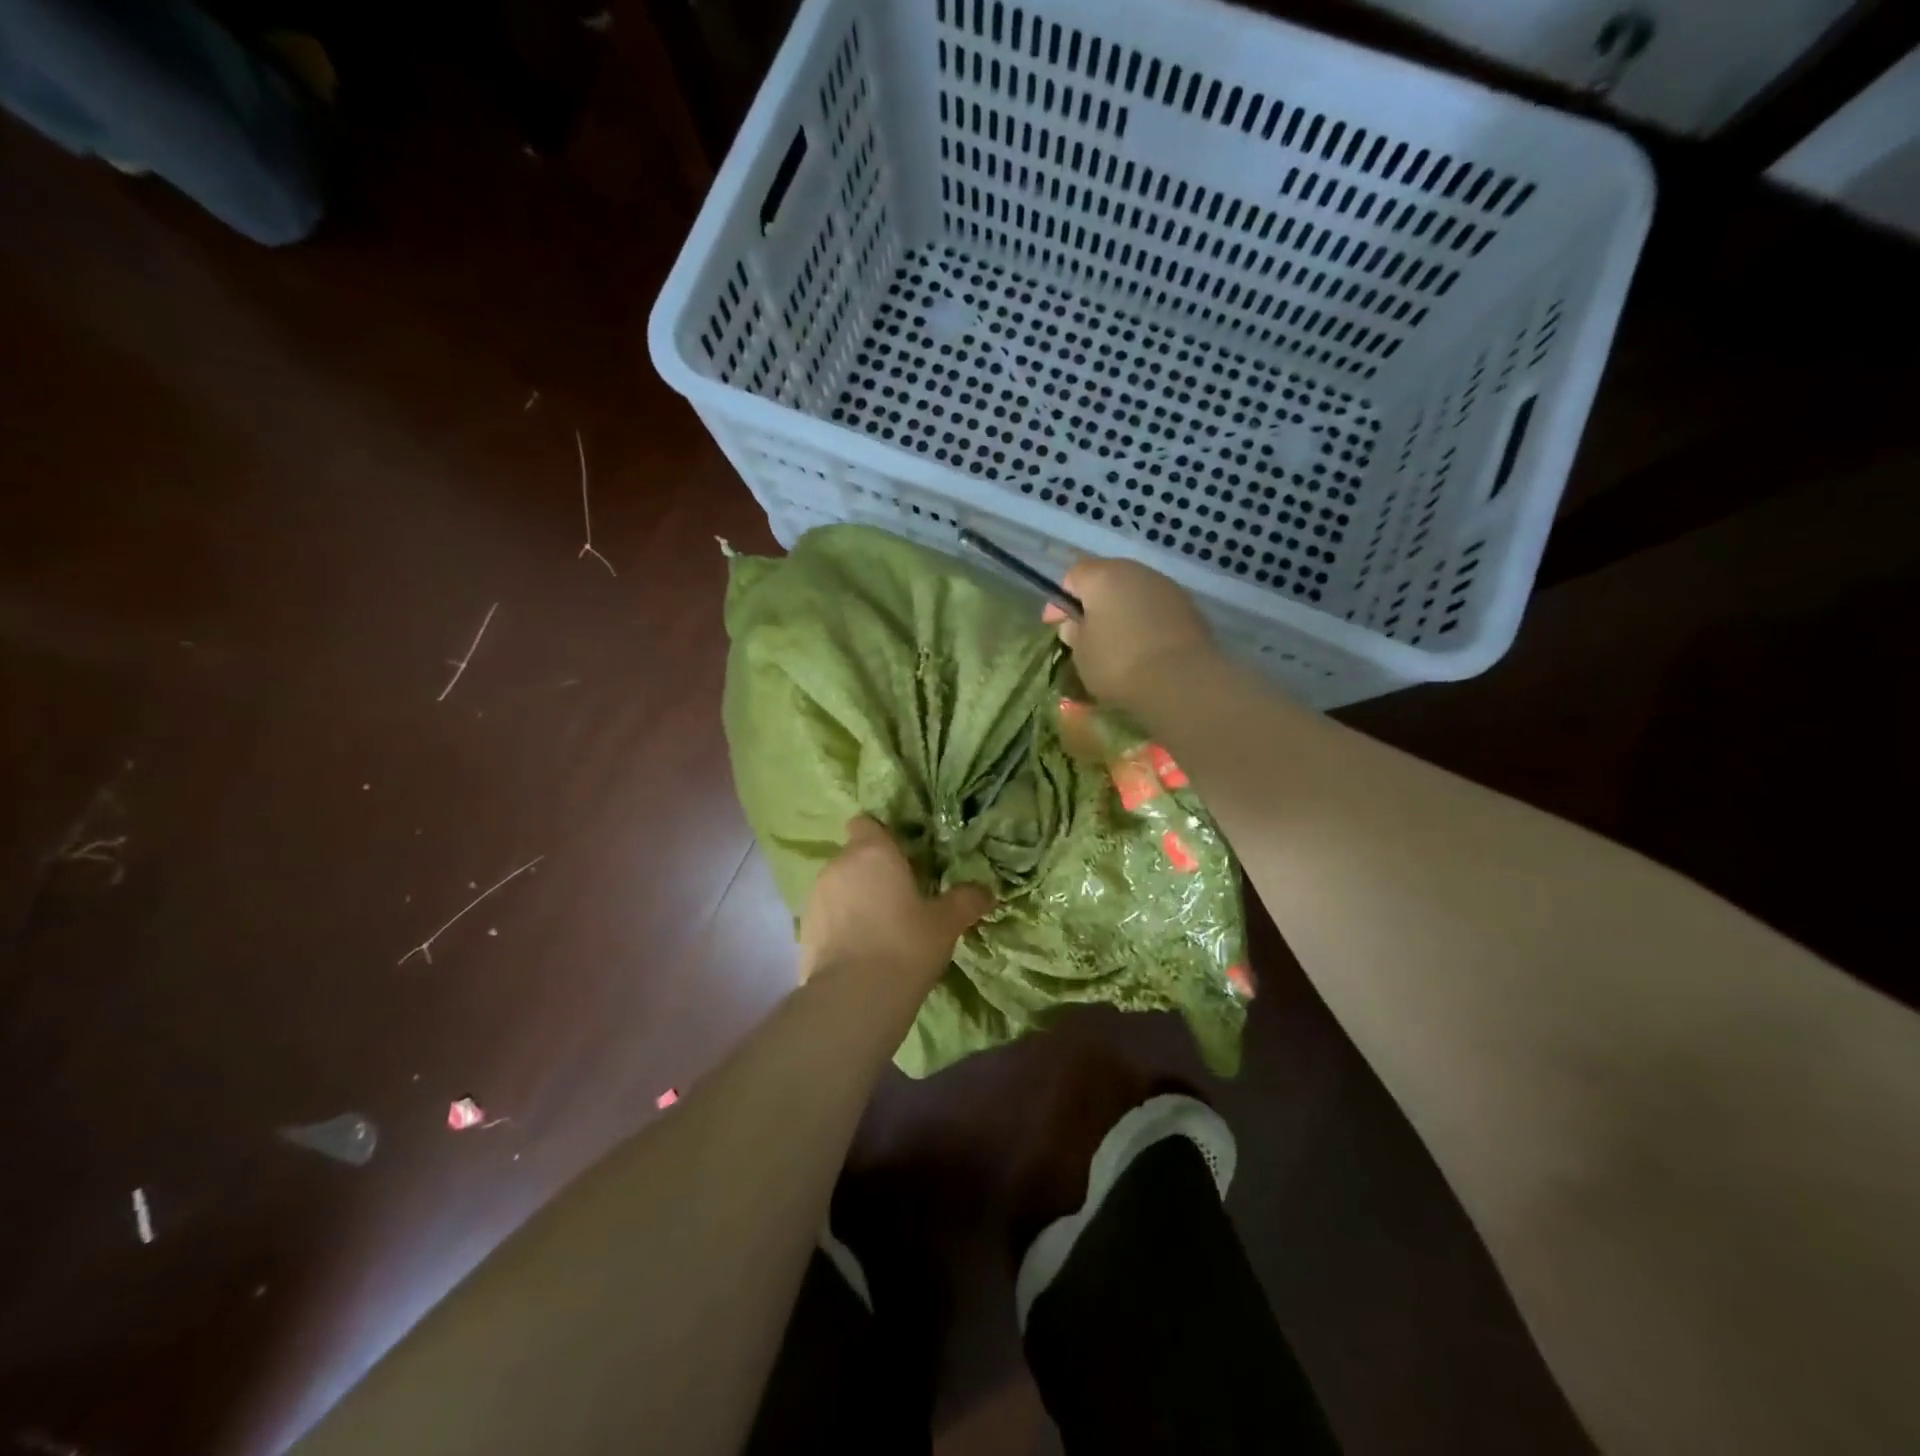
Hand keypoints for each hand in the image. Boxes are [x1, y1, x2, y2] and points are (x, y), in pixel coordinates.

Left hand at [798, 817, 993, 989]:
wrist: (854, 997)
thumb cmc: (906, 945)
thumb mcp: (945, 923)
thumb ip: (965, 900)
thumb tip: (986, 891)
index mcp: (873, 852)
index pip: (866, 824)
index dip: (880, 836)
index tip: (900, 857)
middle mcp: (839, 865)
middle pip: (855, 857)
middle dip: (873, 872)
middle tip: (901, 898)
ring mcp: (816, 897)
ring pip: (839, 886)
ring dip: (855, 899)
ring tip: (880, 928)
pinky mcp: (803, 929)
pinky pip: (827, 916)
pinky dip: (841, 925)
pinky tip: (860, 951)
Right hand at [1044, 557, 1214, 708]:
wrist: (1182, 681)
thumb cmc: (1119, 664)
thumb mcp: (1082, 654)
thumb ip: (1074, 633)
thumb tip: (1076, 623)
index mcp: (1102, 576)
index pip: (1073, 575)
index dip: (1060, 599)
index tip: (1054, 624)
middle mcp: (1136, 571)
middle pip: (1106, 579)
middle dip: (1093, 602)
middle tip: (1085, 632)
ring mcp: (1167, 586)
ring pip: (1134, 592)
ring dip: (1122, 610)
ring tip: (1116, 641)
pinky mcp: (1189, 607)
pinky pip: (1156, 609)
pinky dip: (1145, 621)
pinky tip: (1143, 646)